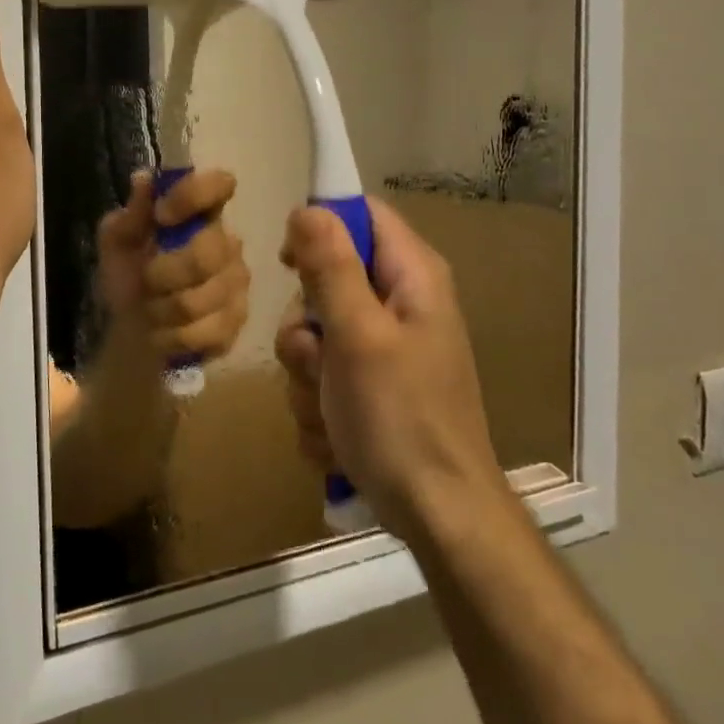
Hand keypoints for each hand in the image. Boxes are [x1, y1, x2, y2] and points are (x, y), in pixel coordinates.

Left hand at [96, 169, 249, 363]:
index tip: (162, 215)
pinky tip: (164, 333)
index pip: (219, 185)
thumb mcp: (115, 245)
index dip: (193, 196)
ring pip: (200, 299)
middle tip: (146, 281)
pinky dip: (172, 336)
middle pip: (206, 253)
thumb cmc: (128, 278)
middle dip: (163, 273)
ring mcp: (236, 284)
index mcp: (199, 214)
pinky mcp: (237, 322)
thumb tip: (143, 179)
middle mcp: (227, 242)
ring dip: (162, 309)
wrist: (132, 334)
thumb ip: (129, 216)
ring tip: (150, 310)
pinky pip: (206, 331)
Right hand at [275, 198, 505, 540]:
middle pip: (326, 280)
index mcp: (412, 278)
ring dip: (306, 374)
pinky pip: (321, 376)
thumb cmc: (401, 417)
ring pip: (314, 335)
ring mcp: (383, 349)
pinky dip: (318, 403)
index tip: (287, 262)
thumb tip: (308, 209)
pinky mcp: (369, 387)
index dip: (320, 227)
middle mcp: (399, 304)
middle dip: (305, 326)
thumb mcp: (358, 336)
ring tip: (329, 408)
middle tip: (317, 358)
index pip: (362, 214)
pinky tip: (336, 433)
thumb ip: (331, 268)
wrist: (437, 514)